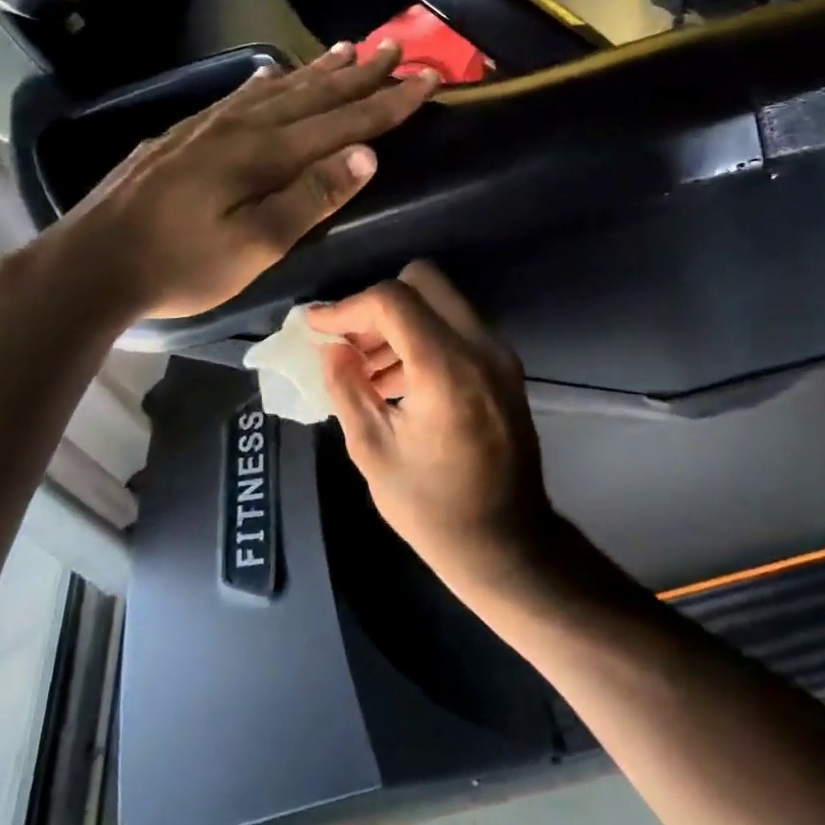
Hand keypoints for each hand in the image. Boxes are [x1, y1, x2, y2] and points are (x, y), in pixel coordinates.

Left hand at [45, 43, 436, 321]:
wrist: (93, 262)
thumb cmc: (181, 265)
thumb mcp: (256, 245)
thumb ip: (311, 197)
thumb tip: (367, 154)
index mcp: (266, 154)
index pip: (344, 121)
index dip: (390, 101)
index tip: (429, 78)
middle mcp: (242, 127)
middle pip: (314, 93)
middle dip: (361, 73)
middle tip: (397, 46)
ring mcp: (208, 126)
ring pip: (278, 88)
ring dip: (318, 70)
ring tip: (348, 48)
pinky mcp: (184, 135)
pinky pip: (240, 96)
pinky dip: (267, 82)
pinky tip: (270, 74)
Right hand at [309, 262, 557, 590]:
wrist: (507, 543)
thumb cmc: (433, 509)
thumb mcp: (374, 452)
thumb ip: (347, 389)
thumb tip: (329, 347)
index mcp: (447, 369)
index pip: (392, 300)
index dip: (347, 308)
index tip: (317, 329)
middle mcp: (481, 347)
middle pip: (423, 281)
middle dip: (378, 303)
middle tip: (350, 343)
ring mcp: (500, 354)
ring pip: (443, 301)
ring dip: (402, 321)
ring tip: (368, 369)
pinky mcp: (506, 367)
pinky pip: (459, 327)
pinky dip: (425, 336)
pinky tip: (400, 380)